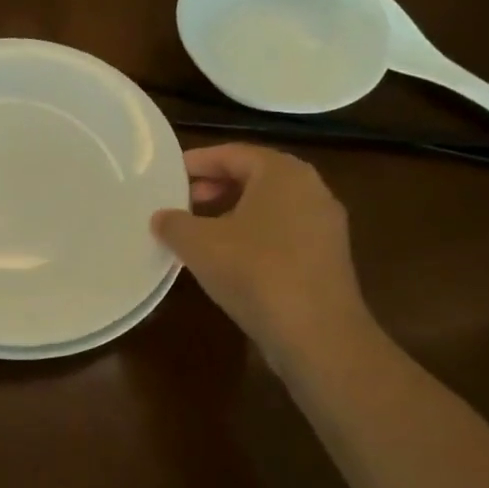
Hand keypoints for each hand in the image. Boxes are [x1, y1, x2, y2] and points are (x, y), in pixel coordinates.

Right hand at [151, 143, 370, 364]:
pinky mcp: (327, 256)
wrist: (316, 333)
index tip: (169, 175)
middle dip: (215, 185)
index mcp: (282, 173)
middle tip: (182, 200)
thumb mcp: (198, 244)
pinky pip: (282, 231)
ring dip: (232, 211)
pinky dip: (253, 233)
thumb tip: (161, 217)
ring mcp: (324, 224)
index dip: (198, 162)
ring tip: (199, 230)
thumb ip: (173, 223)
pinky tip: (228, 258)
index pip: (233, 153)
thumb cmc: (254, 272)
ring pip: (269, 205)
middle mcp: (310, 189)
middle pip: (254, 176)